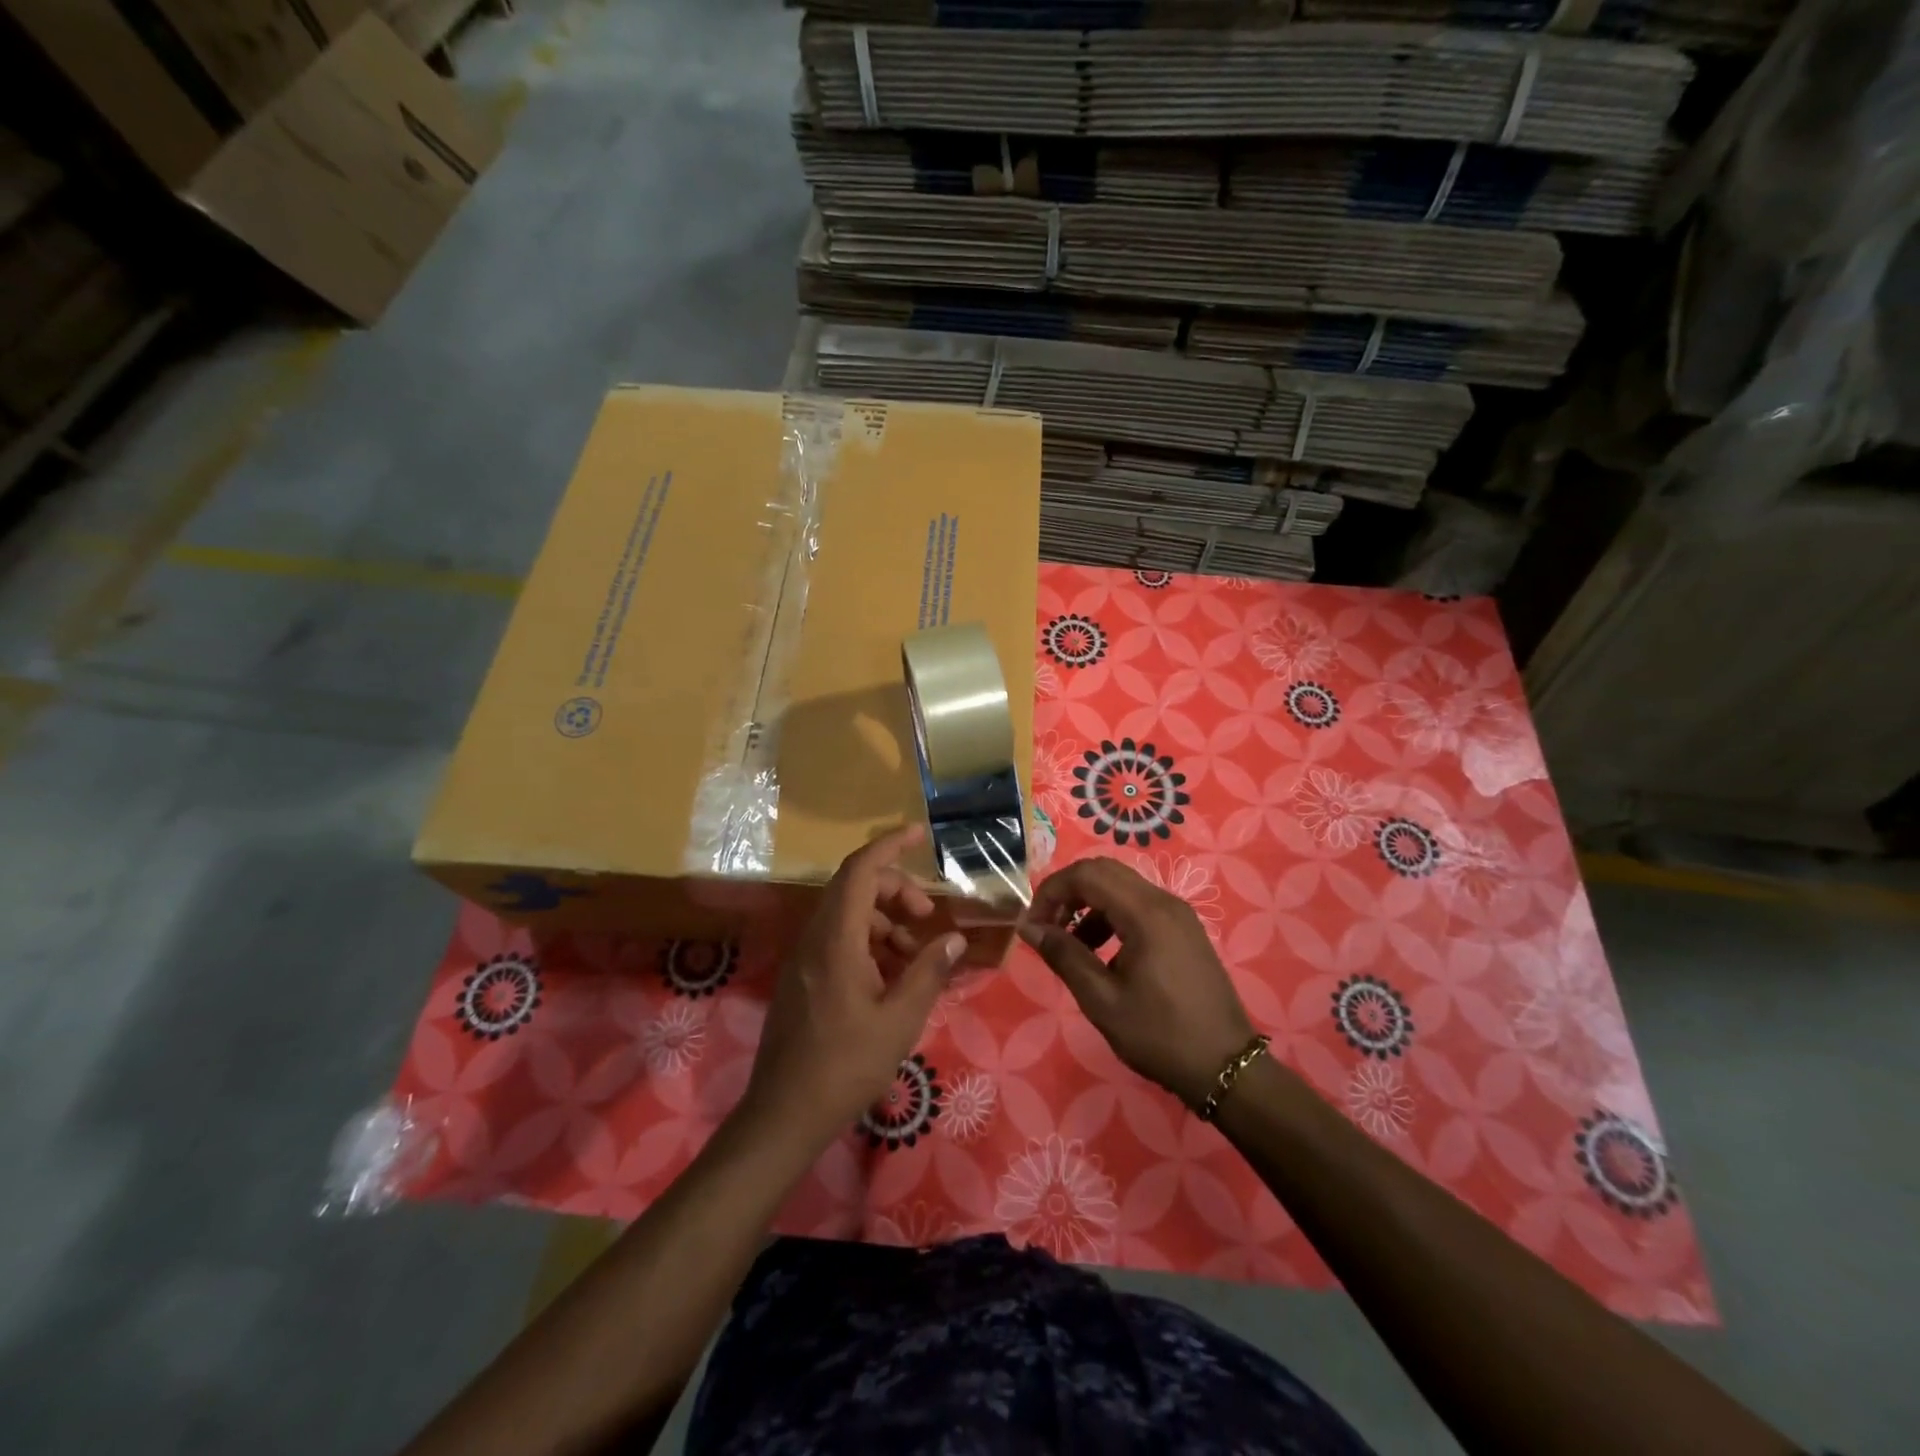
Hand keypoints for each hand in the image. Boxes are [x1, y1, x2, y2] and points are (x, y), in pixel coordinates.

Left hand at [742, 825, 964, 1147]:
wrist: (784, 1114)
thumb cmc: (845, 1066)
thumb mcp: (900, 1020)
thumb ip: (928, 972)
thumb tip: (954, 938)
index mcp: (836, 939)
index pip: (860, 870)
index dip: (889, 845)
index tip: (919, 834)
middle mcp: (815, 938)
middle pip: (854, 887)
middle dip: (895, 889)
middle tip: (927, 916)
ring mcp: (804, 958)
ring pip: (847, 914)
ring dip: (884, 920)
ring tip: (915, 954)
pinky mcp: (802, 978)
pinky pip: (837, 939)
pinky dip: (868, 942)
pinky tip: (891, 976)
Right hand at [1019, 857, 1254, 1108]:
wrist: (1226, 1067)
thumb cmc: (1160, 1035)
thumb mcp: (1102, 1000)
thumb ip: (1064, 956)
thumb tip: (1029, 927)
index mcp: (1145, 913)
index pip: (1086, 874)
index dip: (1051, 892)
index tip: (1033, 926)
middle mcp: (1163, 901)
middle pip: (1103, 872)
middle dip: (1068, 893)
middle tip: (1047, 929)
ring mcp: (1178, 914)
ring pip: (1121, 887)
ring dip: (1088, 906)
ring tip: (1071, 946)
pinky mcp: (1184, 930)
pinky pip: (1139, 905)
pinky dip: (1111, 917)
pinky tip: (1102, 955)